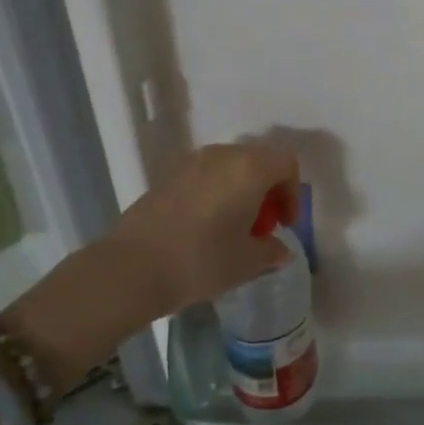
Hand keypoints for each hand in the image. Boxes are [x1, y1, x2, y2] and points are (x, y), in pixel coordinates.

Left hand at [0, 142, 298, 390]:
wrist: (131, 269)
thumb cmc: (201, 261)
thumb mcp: (247, 263)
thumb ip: (271, 251)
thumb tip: (280, 250)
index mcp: (249, 168)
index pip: (286, 162)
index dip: (292, 192)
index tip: (284, 224)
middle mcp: (222, 155)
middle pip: (258, 160)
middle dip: (267, 190)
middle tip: (262, 227)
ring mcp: (190, 163)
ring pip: (230, 167)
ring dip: (240, 191)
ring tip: (233, 229)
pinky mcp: (167, 177)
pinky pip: (205, 176)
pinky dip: (216, 194)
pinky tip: (205, 229)